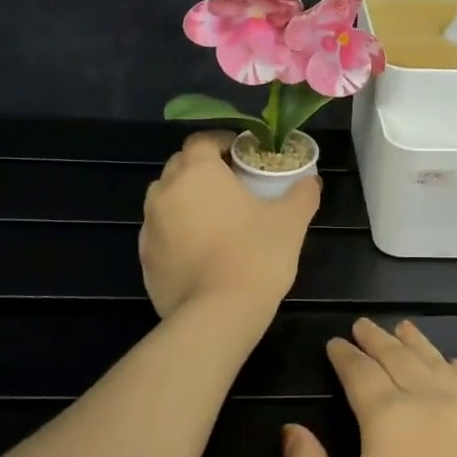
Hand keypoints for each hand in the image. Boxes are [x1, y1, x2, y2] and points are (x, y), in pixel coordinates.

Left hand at [139, 131, 320, 320]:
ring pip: (166, 200)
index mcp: (197, 172)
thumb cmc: (256, 255)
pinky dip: (177, 234)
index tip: (243, 155)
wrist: (217, 315)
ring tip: (215, 219)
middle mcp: (165, 192)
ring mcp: (149, 227)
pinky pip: (161, 234)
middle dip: (202, 171)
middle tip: (232, 185)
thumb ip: (302, 194)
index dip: (222, 143)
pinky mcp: (145, 260)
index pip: (202, 141)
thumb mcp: (290, 221)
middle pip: (179, 167)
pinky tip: (201, 252)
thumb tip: (311, 181)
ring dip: (186, 201)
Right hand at [282, 318, 456, 456]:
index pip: (360, 373)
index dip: (345, 356)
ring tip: (405, 328)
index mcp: (388, 420)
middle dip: (378, 340)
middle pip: (400, 359)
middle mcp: (431, 405)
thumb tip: (292, 431)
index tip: (335, 342)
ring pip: (439, 366)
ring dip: (418, 345)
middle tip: (364, 325)